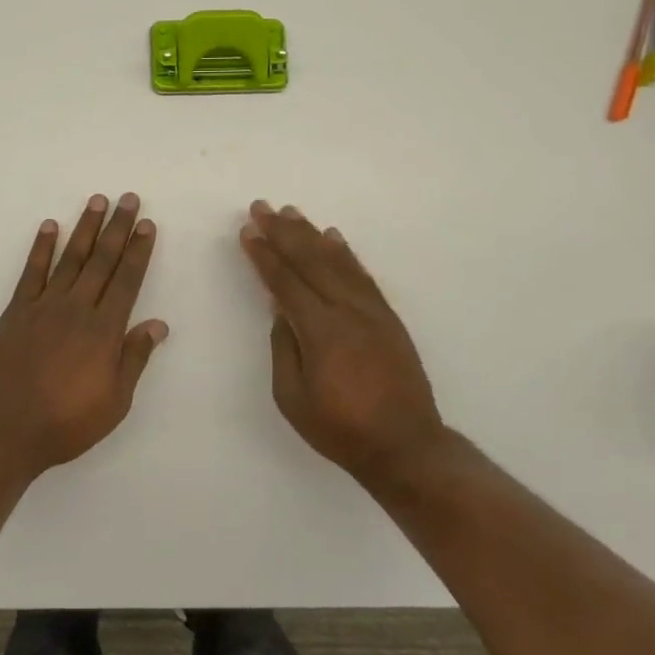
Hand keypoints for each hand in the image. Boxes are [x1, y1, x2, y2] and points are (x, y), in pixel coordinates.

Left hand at [0, 194, 168, 477]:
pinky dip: (42, 247)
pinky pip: (32, 271)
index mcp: (104, 331)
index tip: (147, 224)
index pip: (127, 280)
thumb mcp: (114, 402)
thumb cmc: (66, 423)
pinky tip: (50, 227)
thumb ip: (134, 358)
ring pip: (70, 258)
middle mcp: (77, 309)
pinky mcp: (17, 310)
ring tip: (97, 201)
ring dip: (85, 228)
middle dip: (118, 228)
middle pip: (102, 260)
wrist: (4, 429)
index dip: (139, 251)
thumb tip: (159, 323)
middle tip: (128, 199)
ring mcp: (44, 306)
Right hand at [239, 200, 447, 485]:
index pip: (286, 282)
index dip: (265, 255)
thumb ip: (284, 348)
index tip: (248, 230)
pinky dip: (345, 253)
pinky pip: (362, 275)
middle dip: (283, 232)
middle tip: (261, 207)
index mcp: (321, 332)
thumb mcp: (292, 398)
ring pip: (337, 261)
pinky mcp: (388, 317)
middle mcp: (348, 311)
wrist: (406, 447)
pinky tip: (333, 237)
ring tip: (291, 213)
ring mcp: (372, 311)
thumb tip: (281, 310)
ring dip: (311, 234)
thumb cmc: (340, 429)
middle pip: (311, 261)